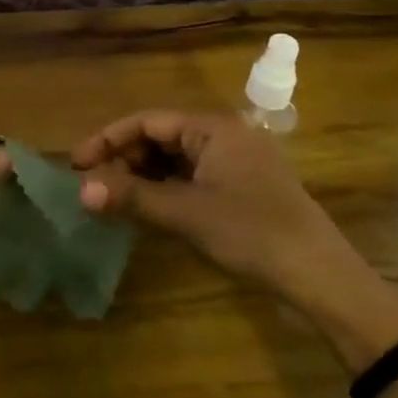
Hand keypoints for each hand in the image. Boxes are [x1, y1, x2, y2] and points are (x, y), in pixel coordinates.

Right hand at [70, 113, 397, 349]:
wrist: (320, 276)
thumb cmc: (251, 233)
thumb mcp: (186, 214)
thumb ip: (132, 198)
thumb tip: (81, 190)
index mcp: (212, 127)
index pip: (147, 121)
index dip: (108, 139)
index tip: (76, 162)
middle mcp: (223, 134)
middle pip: (160, 137)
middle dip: (125, 159)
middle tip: (94, 186)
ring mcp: (235, 160)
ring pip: (175, 158)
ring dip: (143, 175)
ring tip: (114, 198)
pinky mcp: (242, 186)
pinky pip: (193, 175)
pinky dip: (166, 188)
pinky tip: (149, 207)